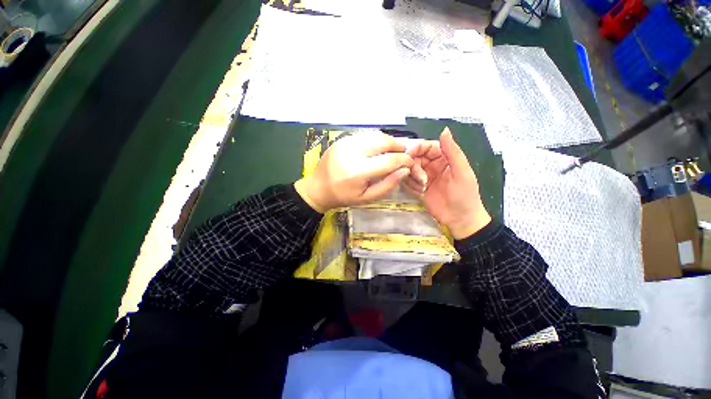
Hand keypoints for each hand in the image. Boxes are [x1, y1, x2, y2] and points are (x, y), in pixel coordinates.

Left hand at [295, 132, 413, 212]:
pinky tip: (378, 149)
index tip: (410, 163)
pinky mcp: (342, 139)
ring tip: (394, 150)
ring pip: (375, 135)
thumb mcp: (367, 198)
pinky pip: (365, 135)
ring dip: (389, 141)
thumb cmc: (343, 197)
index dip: (404, 160)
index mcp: (358, 171)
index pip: (389, 160)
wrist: (317, 188)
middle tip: (405, 153)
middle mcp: (352, 152)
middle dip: (399, 146)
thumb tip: (405, 170)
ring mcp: (346, 142)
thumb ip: (388, 185)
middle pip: (383, 141)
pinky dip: (376, 140)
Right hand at [403, 128, 490, 239]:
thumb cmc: (465, 195)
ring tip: (423, 188)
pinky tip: (420, 193)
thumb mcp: (462, 172)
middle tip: (420, 178)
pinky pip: (406, 182)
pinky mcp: (416, 188)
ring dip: (412, 178)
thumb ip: (453, 152)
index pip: (426, 146)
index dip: (417, 148)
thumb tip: (445, 129)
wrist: (459, 219)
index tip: (409, 153)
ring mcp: (422, 177)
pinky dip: (410, 187)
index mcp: (443, 157)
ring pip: (408, 170)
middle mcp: (430, 165)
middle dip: (414, 166)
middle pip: (414, 158)